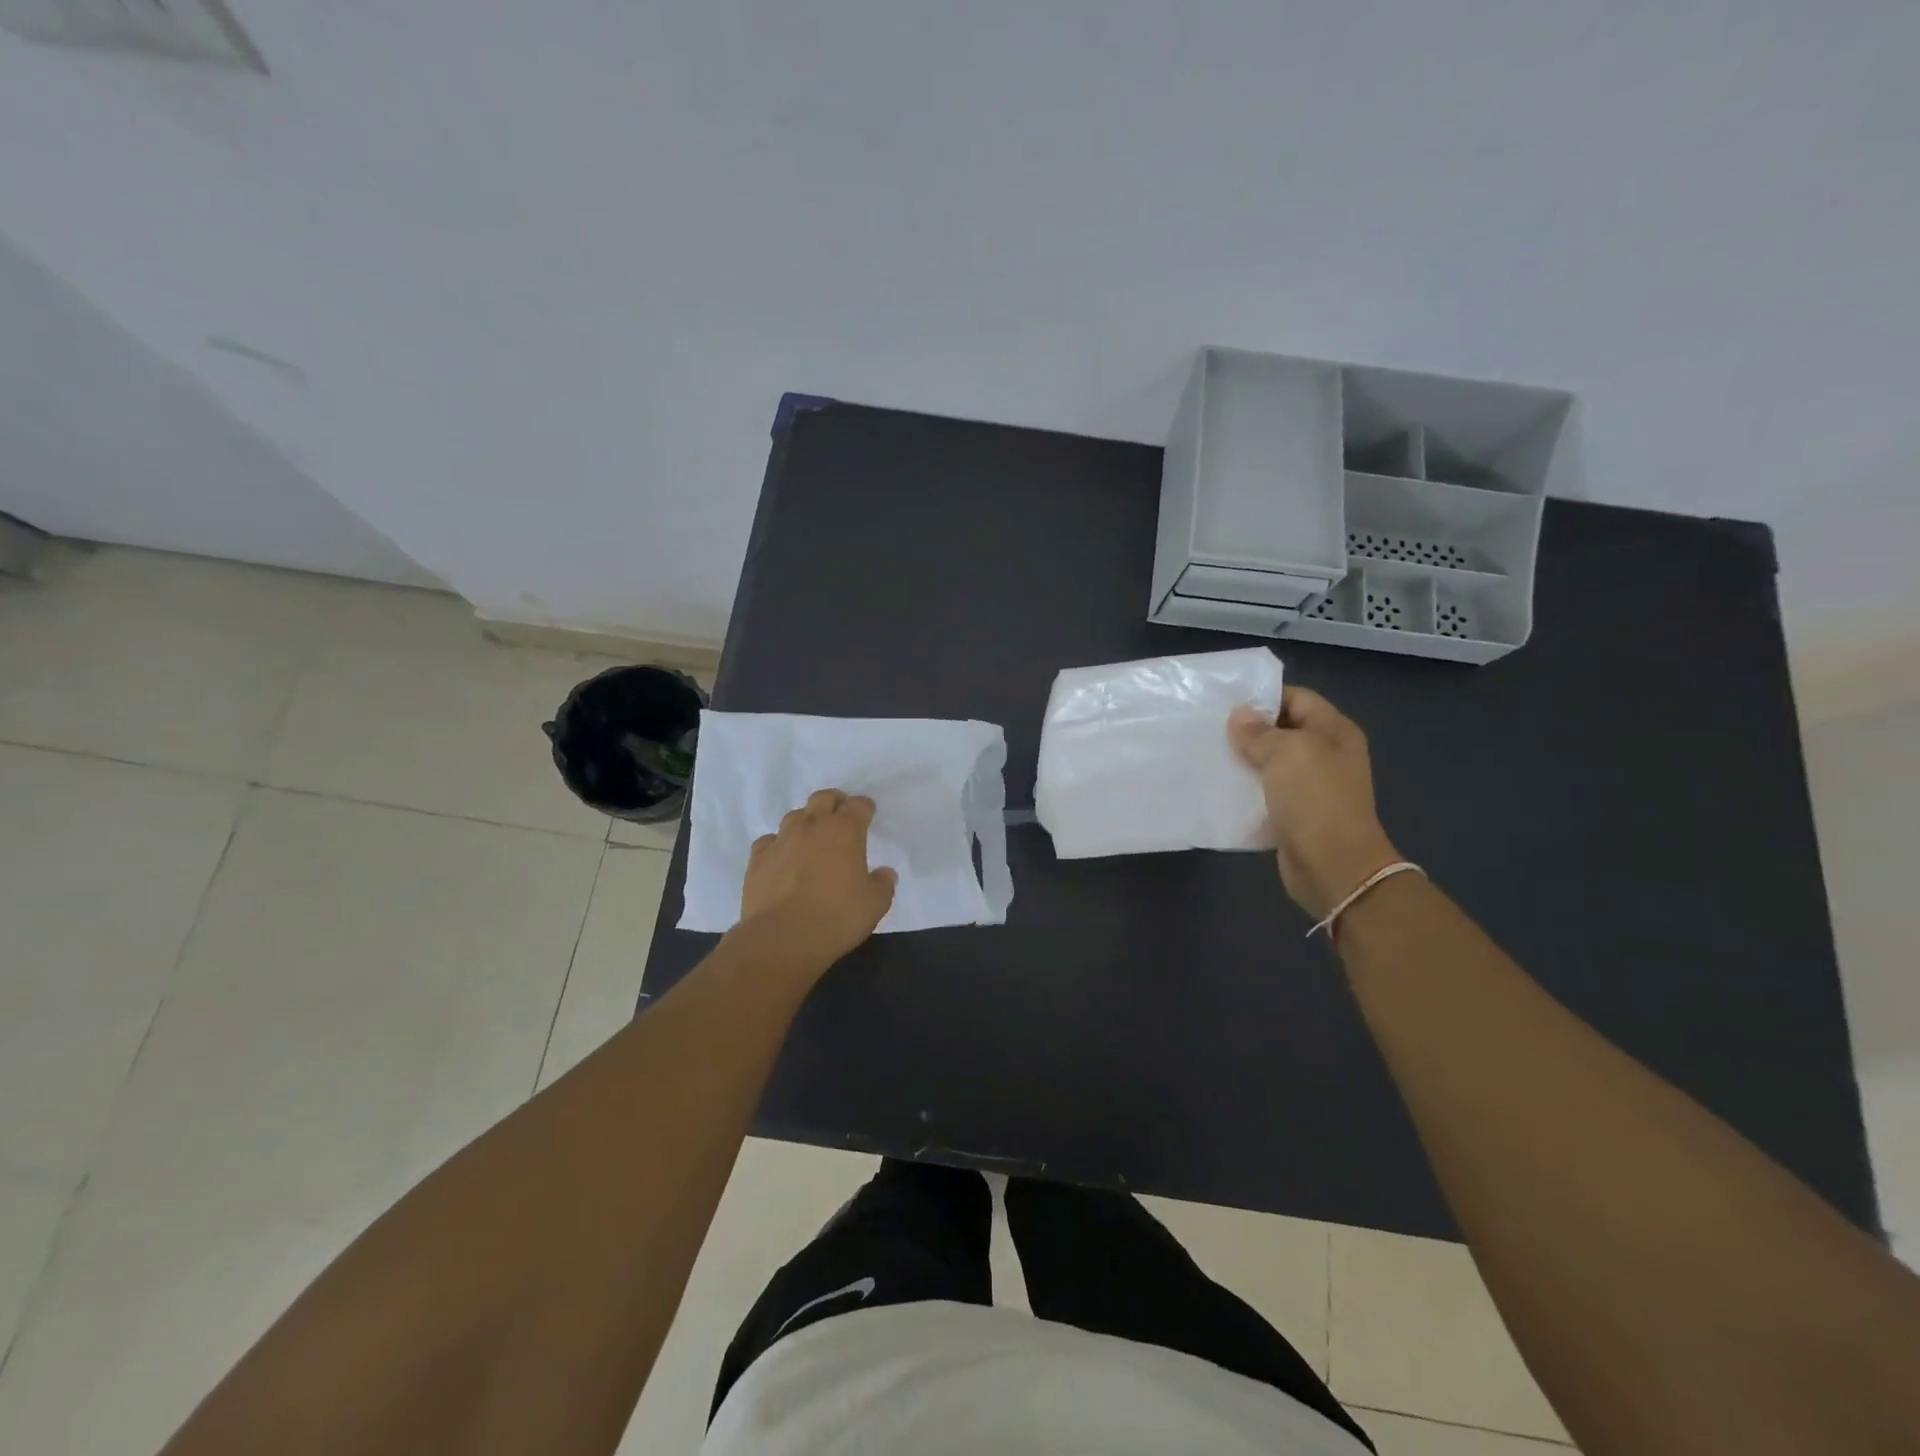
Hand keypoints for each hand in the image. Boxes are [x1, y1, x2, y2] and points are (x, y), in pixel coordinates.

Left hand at [739, 789, 896, 972]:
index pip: (858, 805)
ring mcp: (781, 840)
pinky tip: (782, 858)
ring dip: (806, 821)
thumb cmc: (836, 917)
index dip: (864, 807)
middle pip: (823, 798)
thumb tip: (884, 873)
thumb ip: (883, 884)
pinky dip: (778, 844)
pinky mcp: (758, 859)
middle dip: (834, 802)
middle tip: (840, 815)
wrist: (782, 938)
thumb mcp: (875, 904)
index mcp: (844, 831)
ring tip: (811, 838)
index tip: (868, 814)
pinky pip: (769, 841)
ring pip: (794, 816)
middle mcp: (812, 826)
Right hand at [1228, 687, 1400, 919]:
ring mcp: (1311, 786)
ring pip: (1270, 762)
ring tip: (1208, 755)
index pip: (1297, 698)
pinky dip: (1244, 789)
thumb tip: (1239, 716)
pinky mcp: (1294, 813)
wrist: (1333, 866)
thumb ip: (1260, 732)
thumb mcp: (1288, 753)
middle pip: (1282, 730)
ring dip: (1242, 760)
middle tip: (1209, 728)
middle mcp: (1326, 754)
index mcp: (1334, 731)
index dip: (1264, 697)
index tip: (1225, 703)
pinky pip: (1265, 792)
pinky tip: (1219, 786)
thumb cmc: (1316, 800)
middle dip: (1248, 729)